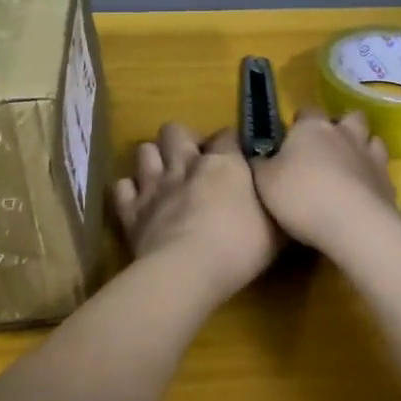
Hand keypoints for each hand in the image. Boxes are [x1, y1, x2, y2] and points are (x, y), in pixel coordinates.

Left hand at [113, 123, 282, 299]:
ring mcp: (154, 185)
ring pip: (144, 151)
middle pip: (174, 130)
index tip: (238, 158)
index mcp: (223, 162)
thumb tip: (281, 188)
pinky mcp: (130, 210)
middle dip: (181, 140)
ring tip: (163, 178)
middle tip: (192, 162)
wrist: (188, 271)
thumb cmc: (240, 247)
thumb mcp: (276, 224)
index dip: (231, 143)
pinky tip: (138, 203)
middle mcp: (185, 164)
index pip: (227, 134)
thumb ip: (275, 200)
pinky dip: (128, 192)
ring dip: (152, 161)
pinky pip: (120, 188)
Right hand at [249, 109, 396, 250]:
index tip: (292, 137)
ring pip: (372, 139)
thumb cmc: (301, 196)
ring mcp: (371, 156)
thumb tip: (258, 156)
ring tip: (350, 166)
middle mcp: (345, 133)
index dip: (301, 121)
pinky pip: (382, 170)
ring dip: (363, 147)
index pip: (308, 110)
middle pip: (350, 117)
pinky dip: (373, 176)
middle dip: (341, 126)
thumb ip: (261, 164)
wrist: (353, 224)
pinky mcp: (389, 182)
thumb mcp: (264, 181)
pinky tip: (364, 192)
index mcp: (312, 127)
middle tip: (327, 146)